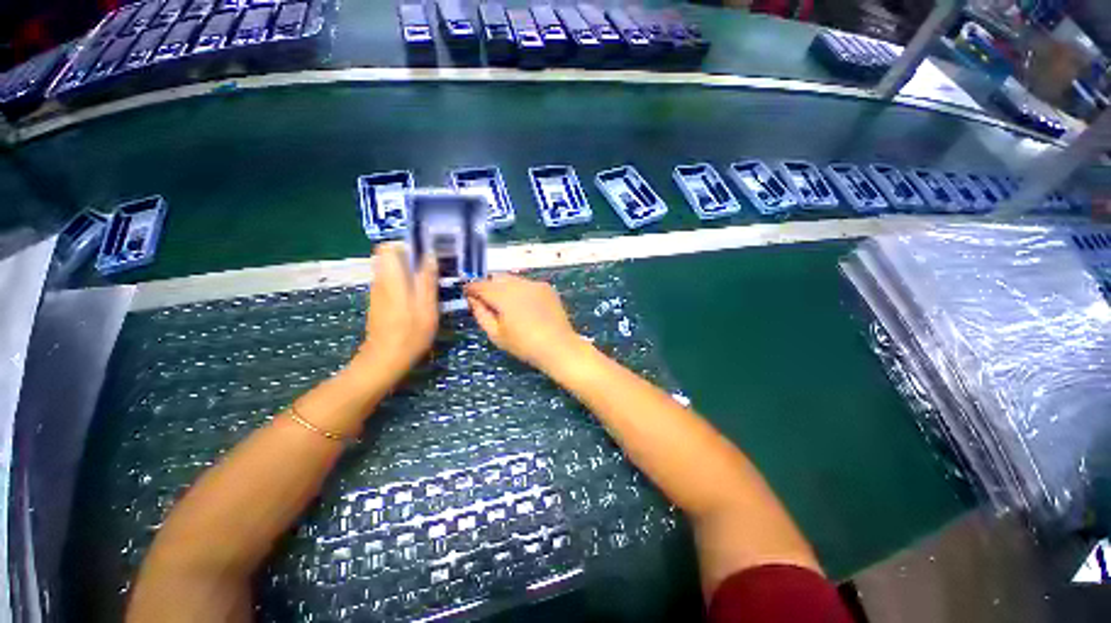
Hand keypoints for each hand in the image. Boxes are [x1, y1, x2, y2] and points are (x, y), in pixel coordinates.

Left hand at [358, 243, 437, 379]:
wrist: (384, 360)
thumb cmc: (410, 334)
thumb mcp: (427, 307)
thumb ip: (427, 280)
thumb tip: (430, 255)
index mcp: (391, 279)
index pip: (387, 247)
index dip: (405, 245)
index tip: (425, 254)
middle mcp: (380, 281)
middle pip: (389, 257)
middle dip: (411, 258)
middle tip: (432, 270)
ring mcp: (378, 292)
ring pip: (391, 270)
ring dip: (409, 272)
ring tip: (430, 284)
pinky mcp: (379, 303)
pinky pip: (392, 283)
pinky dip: (405, 284)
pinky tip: (420, 298)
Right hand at [465, 274, 585, 372]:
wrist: (558, 346)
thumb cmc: (524, 345)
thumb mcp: (496, 334)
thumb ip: (481, 313)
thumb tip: (473, 299)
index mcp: (503, 296)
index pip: (480, 285)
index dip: (471, 289)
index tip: (468, 295)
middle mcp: (518, 284)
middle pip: (496, 277)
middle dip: (488, 286)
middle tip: (488, 302)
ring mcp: (535, 284)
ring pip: (512, 279)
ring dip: (505, 287)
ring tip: (508, 305)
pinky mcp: (546, 287)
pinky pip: (527, 284)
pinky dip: (520, 290)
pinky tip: (525, 306)